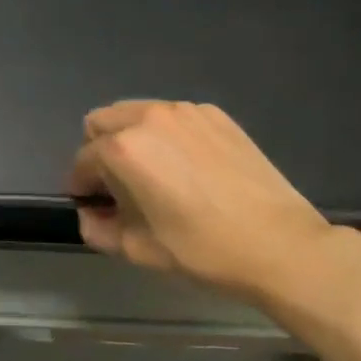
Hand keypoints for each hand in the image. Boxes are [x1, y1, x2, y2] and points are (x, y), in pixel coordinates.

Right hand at [69, 100, 360, 319]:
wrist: (279, 244)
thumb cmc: (202, 250)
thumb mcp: (138, 249)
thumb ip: (98, 229)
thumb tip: (90, 214)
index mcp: (124, 149)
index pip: (82, 161)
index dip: (81, 187)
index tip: (92, 206)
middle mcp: (149, 117)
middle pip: (101, 122)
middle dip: (99, 152)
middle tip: (118, 187)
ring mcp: (185, 111)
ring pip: (137, 113)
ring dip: (131, 138)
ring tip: (154, 175)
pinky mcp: (215, 115)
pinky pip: (172, 117)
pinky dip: (166, 135)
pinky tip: (188, 168)